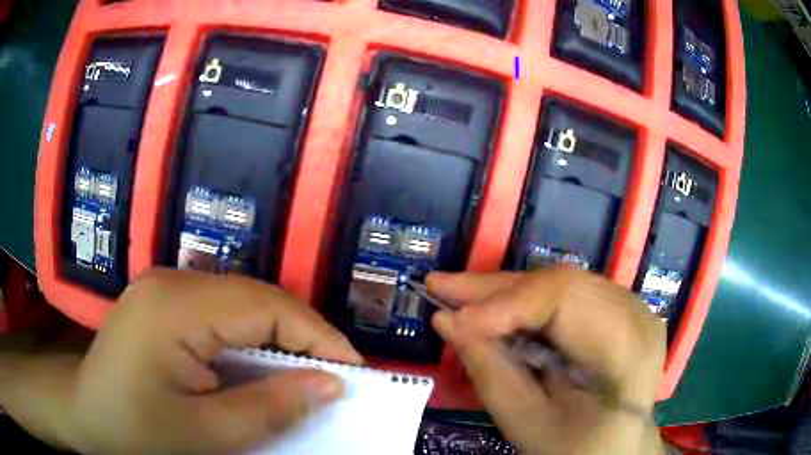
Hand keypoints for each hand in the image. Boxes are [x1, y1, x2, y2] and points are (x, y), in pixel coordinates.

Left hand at [67, 268, 362, 453]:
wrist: (85, 414)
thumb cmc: (136, 431)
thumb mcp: (207, 434)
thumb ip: (271, 408)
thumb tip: (330, 385)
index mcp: (175, 306)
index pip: (265, 305)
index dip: (317, 336)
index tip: (353, 373)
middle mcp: (171, 280)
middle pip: (255, 298)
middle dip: (300, 338)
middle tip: (332, 379)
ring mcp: (164, 286)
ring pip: (240, 303)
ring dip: (276, 339)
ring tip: (302, 376)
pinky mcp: (162, 300)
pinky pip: (220, 312)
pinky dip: (249, 339)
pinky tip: (256, 367)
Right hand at [428, 267, 665, 454]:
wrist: (617, 445)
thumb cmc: (574, 446)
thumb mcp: (526, 422)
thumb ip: (490, 371)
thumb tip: (447, 319)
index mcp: (626, 351)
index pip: (566, 299)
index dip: (506, 302)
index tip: (453, 316)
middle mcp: (636, 315)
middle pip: (561, 283)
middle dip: (496, 289)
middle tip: (441, 286)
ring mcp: (632, 307)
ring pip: (561, 282)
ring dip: (508, 291)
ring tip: (461, 295)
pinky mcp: (620, 307)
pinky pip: (568, 292)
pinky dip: (528, 300)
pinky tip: (497, 307)